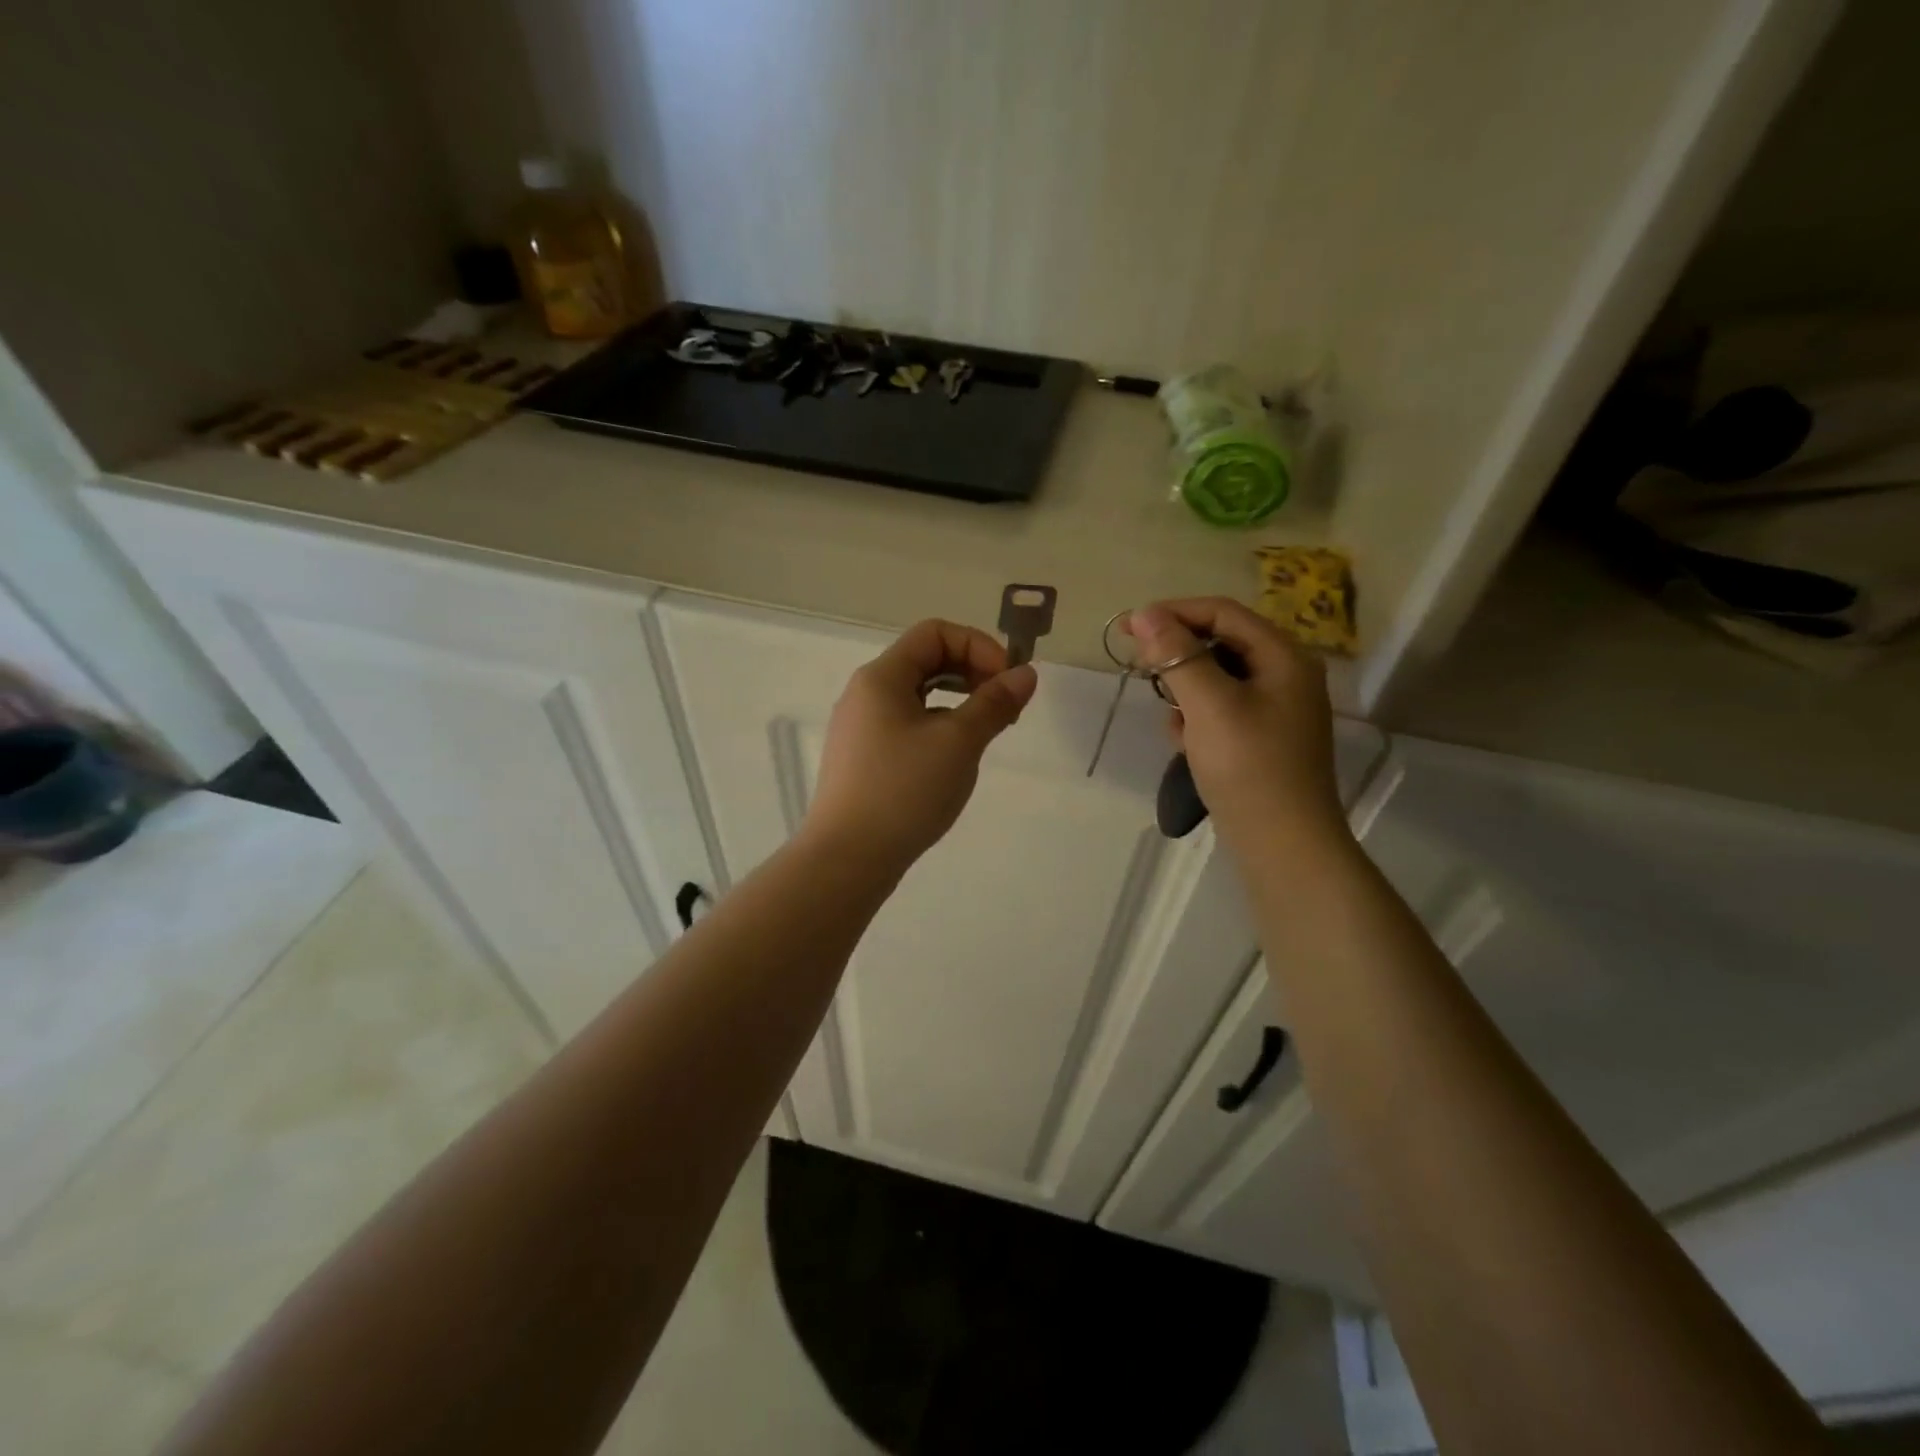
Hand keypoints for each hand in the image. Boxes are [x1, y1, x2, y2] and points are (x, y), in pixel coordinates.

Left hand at [805, 619, 1037, 867]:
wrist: (847, 858)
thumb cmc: (904, 791)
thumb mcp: (958, 743)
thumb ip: (994, 703)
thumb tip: (1026, 674)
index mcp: (881, 677)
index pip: (935, 633)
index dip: (978, 646)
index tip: (1007, 682)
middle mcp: (865, 694)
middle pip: (925, 660)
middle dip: (972, 673)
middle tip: (1006, 708)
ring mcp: (860, 728)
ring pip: (917, 696)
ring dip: (958, 702)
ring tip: (986, 733)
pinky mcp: (862, 759)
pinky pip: (906, 725)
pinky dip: (938, 727)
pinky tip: (954, 759)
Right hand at [1125, 598, 1343, 848]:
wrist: (1283, 844)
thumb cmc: (1248, 767)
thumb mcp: (1209, 706)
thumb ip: (1178, 656)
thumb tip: (1145, 614)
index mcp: (1283, 656)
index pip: (1223, 613)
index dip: (1174, 612)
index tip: (1130, 627)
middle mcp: (1285, 674)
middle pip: (1221, 642)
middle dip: (1179, 655)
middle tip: (1142, 669)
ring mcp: (1276, 708)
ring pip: (1218, 678)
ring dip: (1185, 690)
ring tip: (1171, 720)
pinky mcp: (1262, 737)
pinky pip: (1222, 709)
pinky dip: (1198, 717)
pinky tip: (1185, 743)